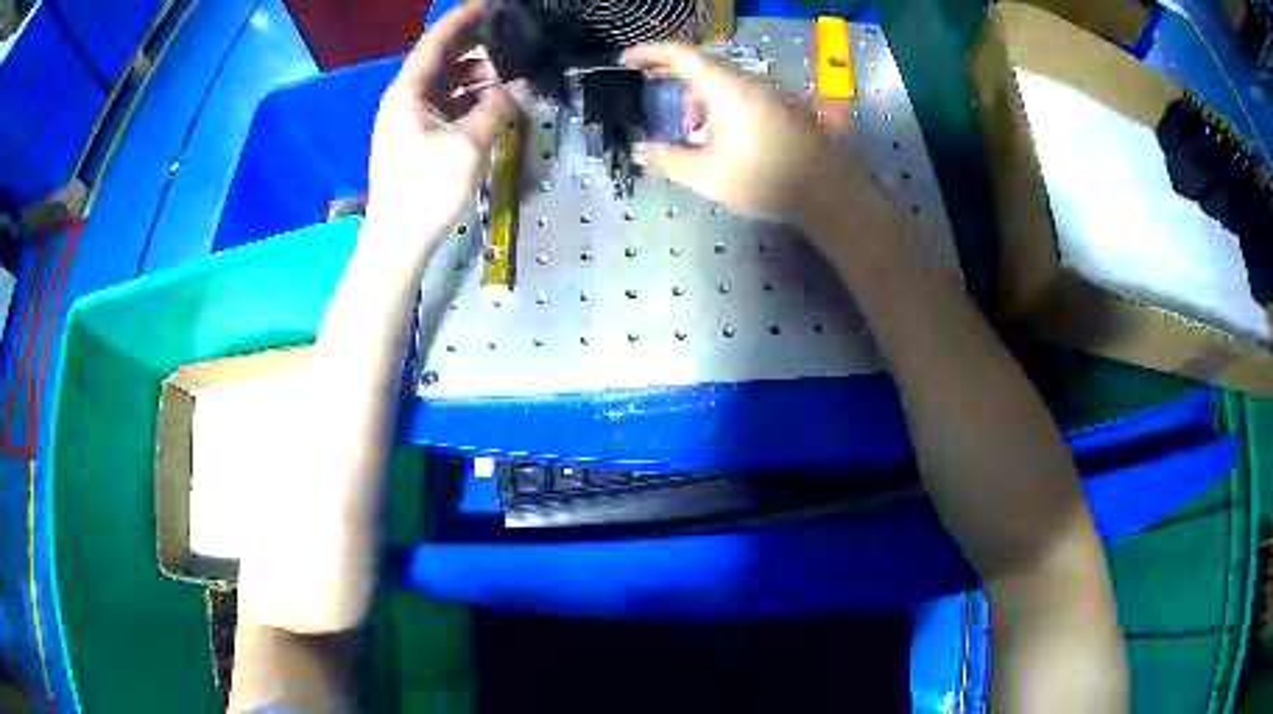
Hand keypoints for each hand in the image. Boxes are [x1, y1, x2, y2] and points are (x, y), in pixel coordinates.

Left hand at [365, 0, 514, 256]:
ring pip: (442, 82)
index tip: (490, 2)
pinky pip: (442, 104)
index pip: (437, 41)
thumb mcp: (467, 144)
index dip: (463, 18)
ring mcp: (406, 119)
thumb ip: (496, 108)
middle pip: (439, 58)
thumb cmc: (426, 190)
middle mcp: (403, 98)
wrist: (397, 241)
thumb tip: (519, 85)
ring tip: (507, 65)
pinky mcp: (413, 137)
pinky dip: (465, 96)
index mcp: (408, 91)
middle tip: (508, 31)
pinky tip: (490, 98)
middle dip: (472, 43)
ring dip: (472, 72)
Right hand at [622, 42, 851, 223]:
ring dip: (698, 96)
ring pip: (723, 82)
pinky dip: (720, 104)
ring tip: (688, 126)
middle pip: (702, 66)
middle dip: (671, 75)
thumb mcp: (705, 175)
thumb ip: (668, 159)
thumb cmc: (763, 178)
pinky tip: (720, 134)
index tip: (627, 60)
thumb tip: (645, 150)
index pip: (680, 54)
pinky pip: (742, 94)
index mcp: (725, 88)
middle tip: (648, 83)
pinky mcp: (782, 107)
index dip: (649, 52)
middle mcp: (747, 82)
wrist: (825, 191)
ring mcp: (768, 93)